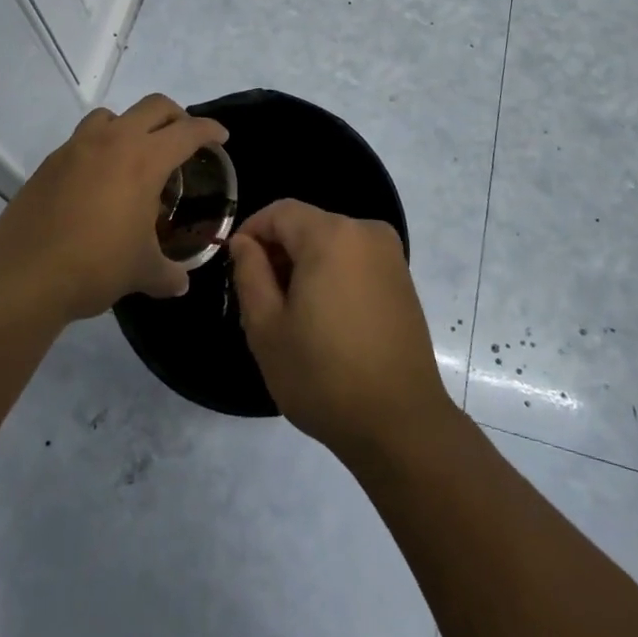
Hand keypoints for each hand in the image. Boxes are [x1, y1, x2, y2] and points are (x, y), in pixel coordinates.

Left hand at [0, 96, 227, 323]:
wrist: (23, 276)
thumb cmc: (95, 266)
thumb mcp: (142, 272)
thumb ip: (168, 273)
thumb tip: (181, 284)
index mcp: (144, 160)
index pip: (187, 131)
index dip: (209, 130)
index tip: (221, 137)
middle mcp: (113, 141)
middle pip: (153, 106)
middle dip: (175, 116)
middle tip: (183, 138)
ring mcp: (77, 147)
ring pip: (112, 115)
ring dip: (130, 125)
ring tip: (134, 155)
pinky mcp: (50, 162)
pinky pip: (82, 140)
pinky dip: (99, 148)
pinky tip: (97, 181)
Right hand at [228, 199, 454, 460]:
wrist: (400, 424)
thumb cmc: (324, 375)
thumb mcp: (266, 328)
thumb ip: (249, 274)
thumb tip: (244, 243)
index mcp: (331, 235)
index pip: (280, 212)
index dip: (251, 231)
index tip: (235, 265)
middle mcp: (365, 231)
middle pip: (307, 225)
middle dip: (279, 253)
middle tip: (259, 299)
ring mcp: (389, 254)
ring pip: (331, 243)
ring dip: (305, 266)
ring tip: (291, 315)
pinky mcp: (402, 279)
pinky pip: (355, 260)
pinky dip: (332, 276)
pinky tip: (325, 320)